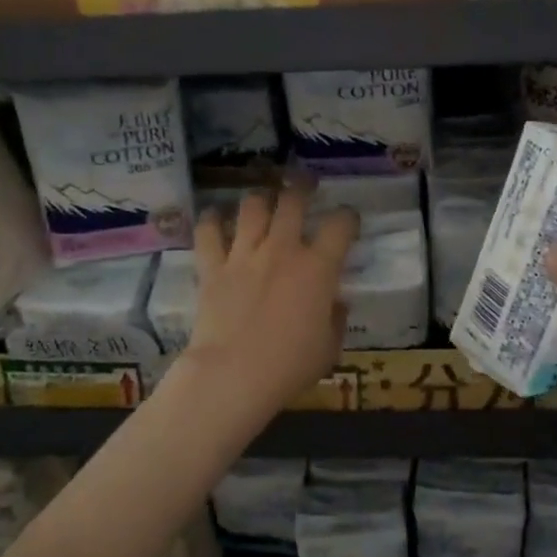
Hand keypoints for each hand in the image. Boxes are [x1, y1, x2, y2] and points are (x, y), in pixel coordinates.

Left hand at [181, 180, 357, 417]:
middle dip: (302, 186)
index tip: (348, 219)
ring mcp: (244, 254)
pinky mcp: (213, 267)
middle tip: (304, 182)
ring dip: (259, 198)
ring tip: (263, 198)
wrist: (234, 374)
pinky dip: (211, 221)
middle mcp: (283, 250)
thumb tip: (335, 303)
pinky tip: (215, 217)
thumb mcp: (329, 348)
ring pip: (252, 207)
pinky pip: (208, 233)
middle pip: (293, 201)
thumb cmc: (290, 366)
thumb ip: (335, 319)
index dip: (347, 217)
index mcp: (318, 268)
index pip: (340, 226)